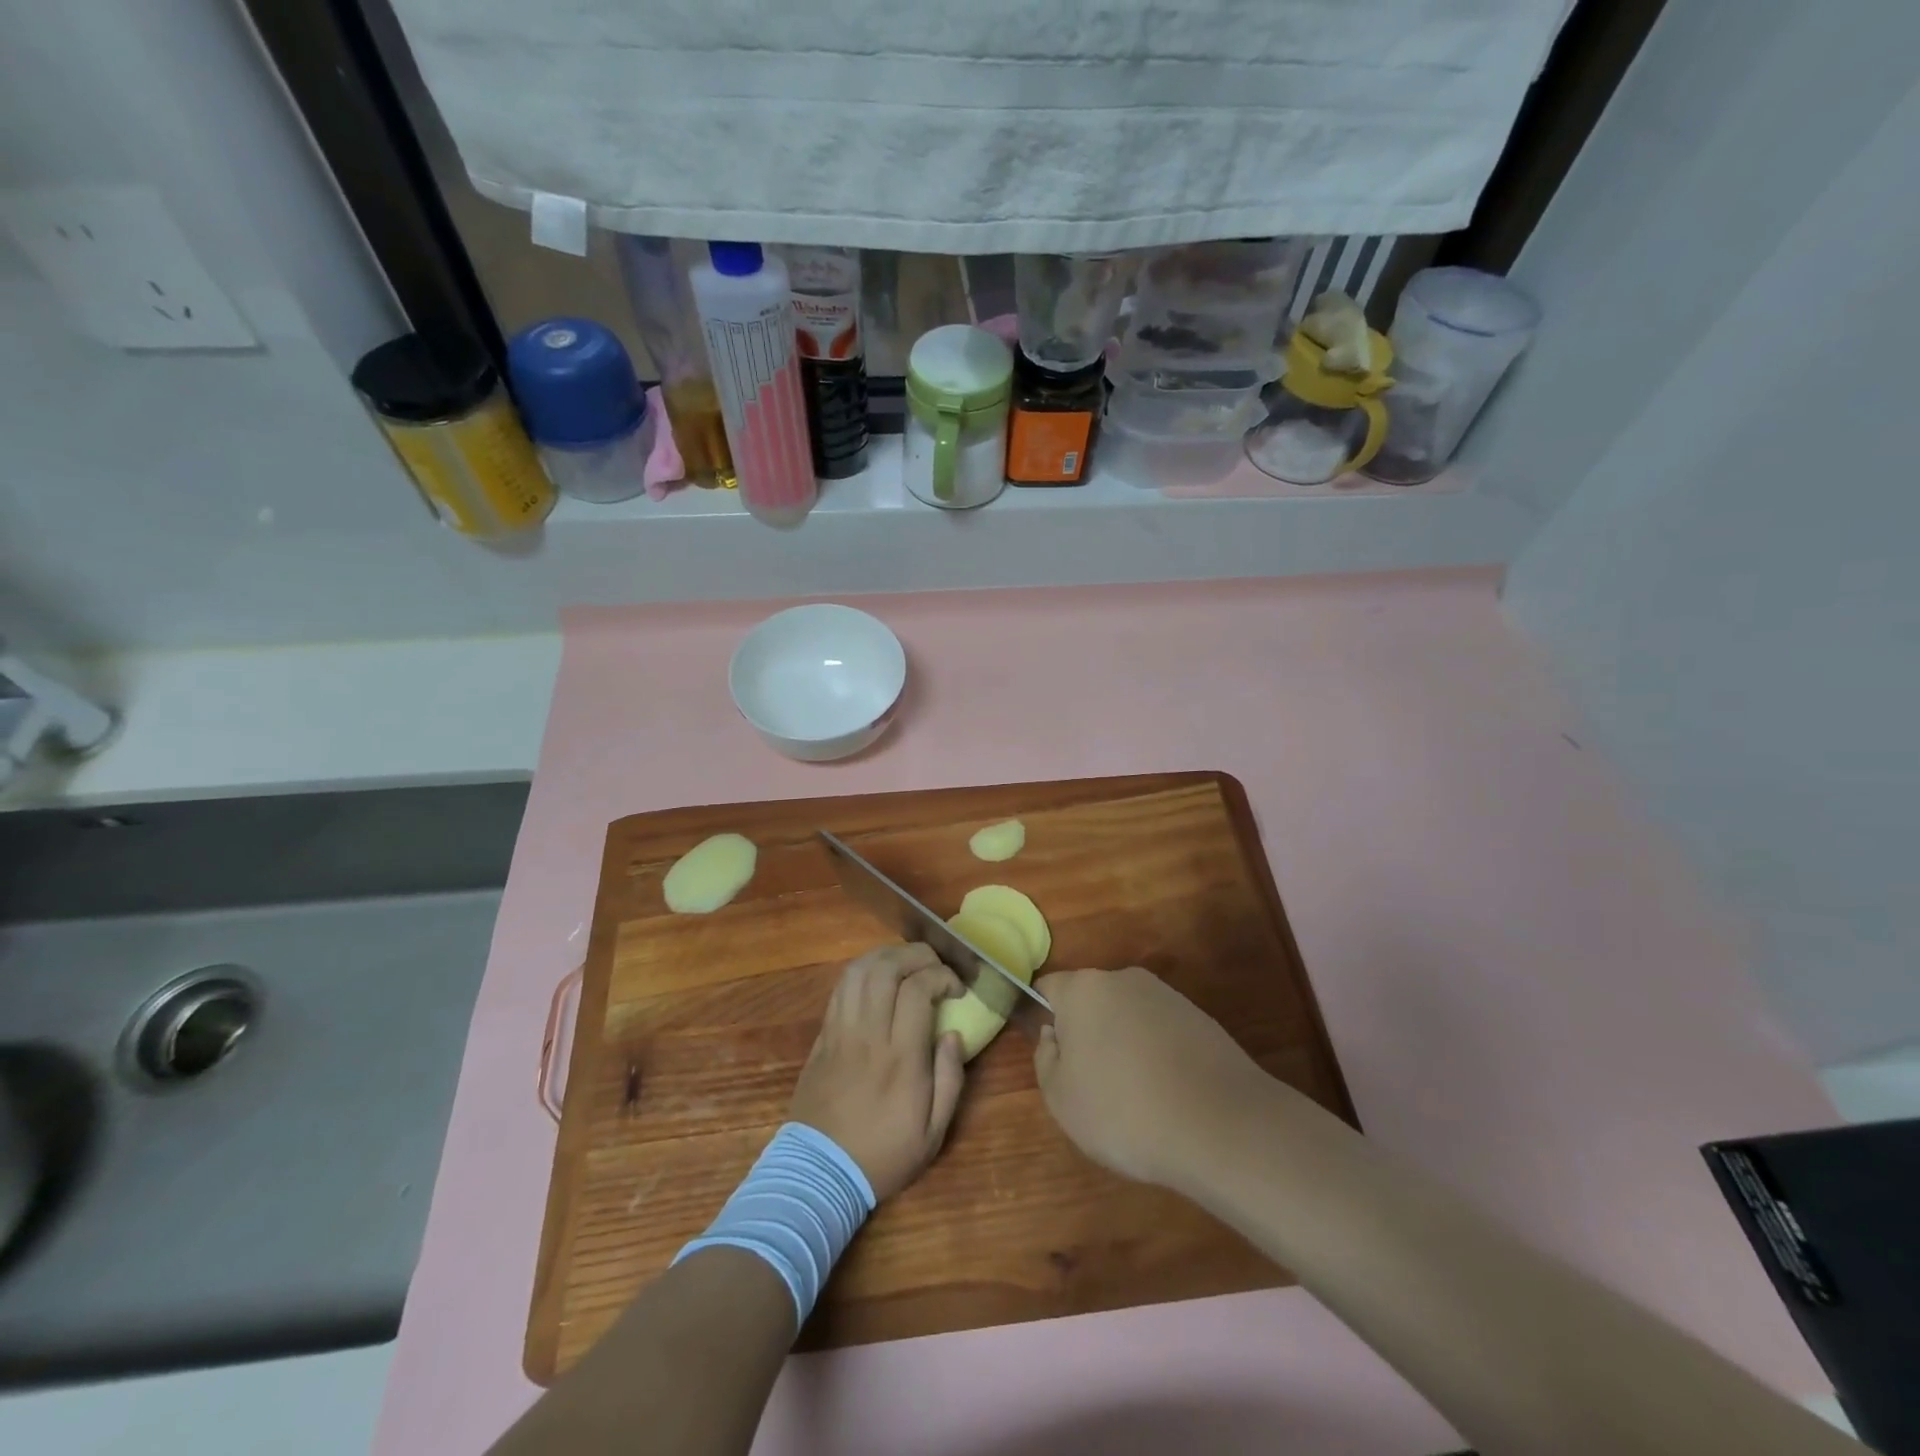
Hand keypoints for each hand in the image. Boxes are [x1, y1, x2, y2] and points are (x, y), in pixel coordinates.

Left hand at [790, 944, 966, 1201]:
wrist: (819, 1173)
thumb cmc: (883, 1155)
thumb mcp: (933, 1133)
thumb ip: (951, 1078)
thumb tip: (954, 1034)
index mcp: (901, 1057)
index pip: (917, 989)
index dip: (941, 976)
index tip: (957, 988)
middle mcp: (869, 1034)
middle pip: (887, 968)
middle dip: (917, 955)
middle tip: (935, 967)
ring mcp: (840, 1031)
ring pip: (859, 971)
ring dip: (887, 956)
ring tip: (908, 965)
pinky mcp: (823, 1035)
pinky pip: (841, 988)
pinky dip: (863, 971)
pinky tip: (879, 979)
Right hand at [1034, 966, 1267, 1190]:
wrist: (1222, 1126)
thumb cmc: (1124, 1111)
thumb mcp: (1061, 1099)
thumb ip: (1045, 1059)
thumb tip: (1054, 1036)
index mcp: (1083, 989)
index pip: (1049, 988)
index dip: (1042, 1017)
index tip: (1052, 1056)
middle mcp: (1124, 979)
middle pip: (1091, 1001)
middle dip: (1086, 1033)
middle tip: (1089, 1083)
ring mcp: (1167, 996)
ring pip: (1127, 1016)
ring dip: (1122, 1045)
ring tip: (1133, 1097)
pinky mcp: (1200, 1018)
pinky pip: (1161, 1032)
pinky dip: (1157, 1055)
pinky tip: (1167, 1095)